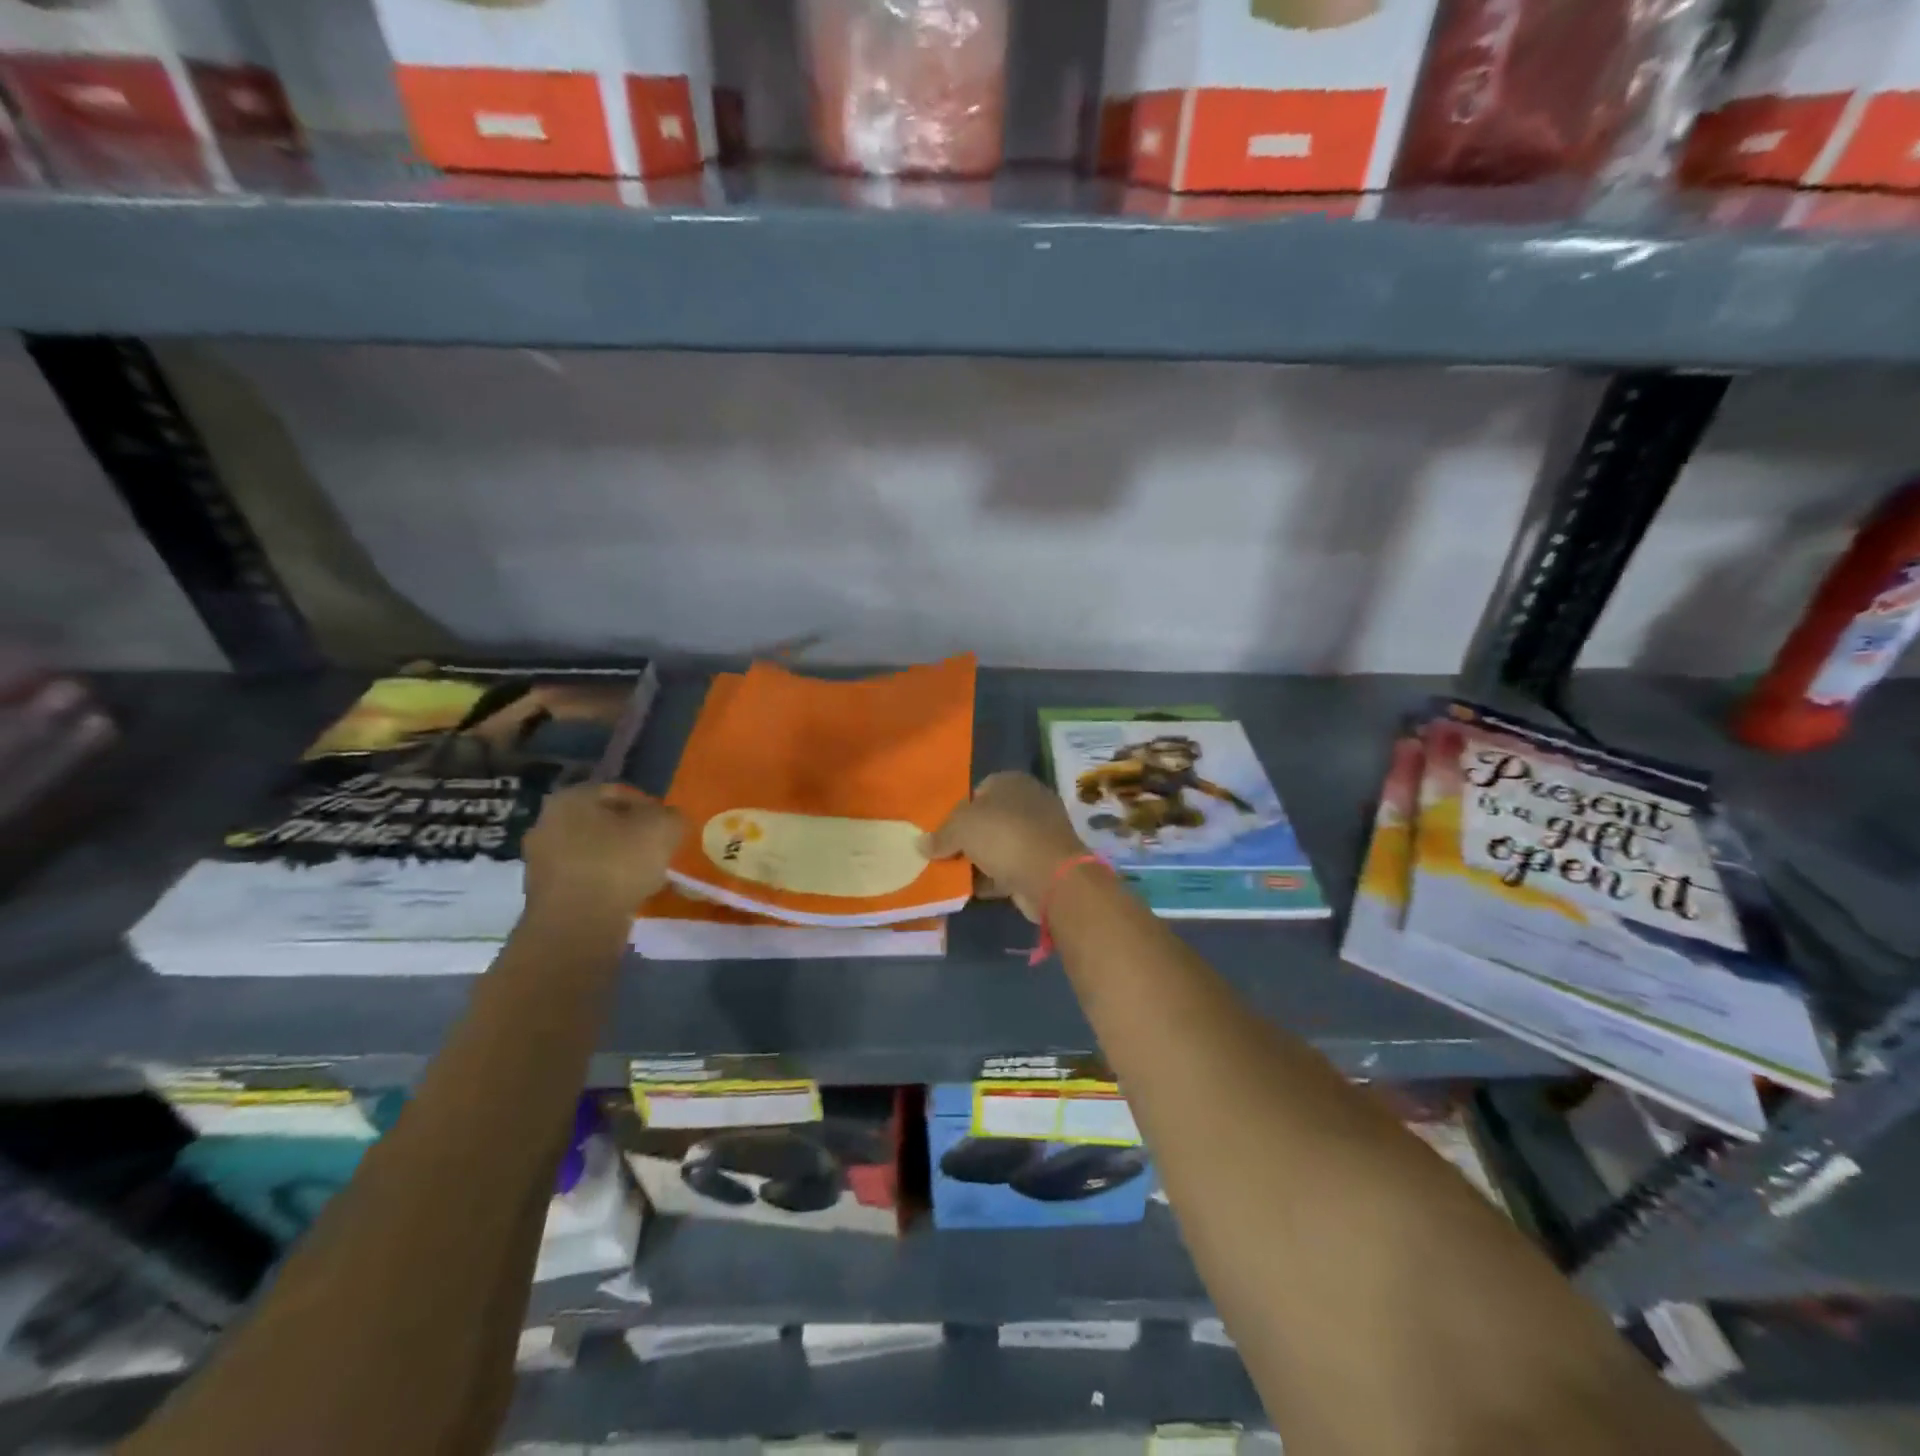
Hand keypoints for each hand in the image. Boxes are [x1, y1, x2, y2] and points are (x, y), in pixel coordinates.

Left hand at [523, 783, 685, 920]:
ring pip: (594, 852)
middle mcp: (547, 823)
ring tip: (648, 877)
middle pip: (605, 823)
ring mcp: (540, 860)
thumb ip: (672, 816)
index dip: (652, 808)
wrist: (577, 926)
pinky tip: (627, 896)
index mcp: (571, 798)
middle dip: (633, 835)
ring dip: (620, 861)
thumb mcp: (664, 828)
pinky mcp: (544, 894)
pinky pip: (585, 879)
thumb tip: (668, 822)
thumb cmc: (619, 864)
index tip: (669, 828)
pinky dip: (606, 884)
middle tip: (660, 851)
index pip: (621, 793)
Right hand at [920, 772, 1088, 920]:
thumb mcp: (961, 827)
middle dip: (967, 838)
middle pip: (989, 820)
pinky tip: (971, 891)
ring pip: (999, 846)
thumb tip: (920, 844)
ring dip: (978, 861)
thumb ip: (940, 834)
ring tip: (951, 876)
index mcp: (1012, 782)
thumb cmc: (1004, 836)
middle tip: (943, 854)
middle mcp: (1029, 803)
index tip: (942, 831)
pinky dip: (992, 879)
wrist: (1051, 876)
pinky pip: (1009, 869)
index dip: (958, 810)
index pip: (979, 790)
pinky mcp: (1043, 864)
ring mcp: (1039, 835)